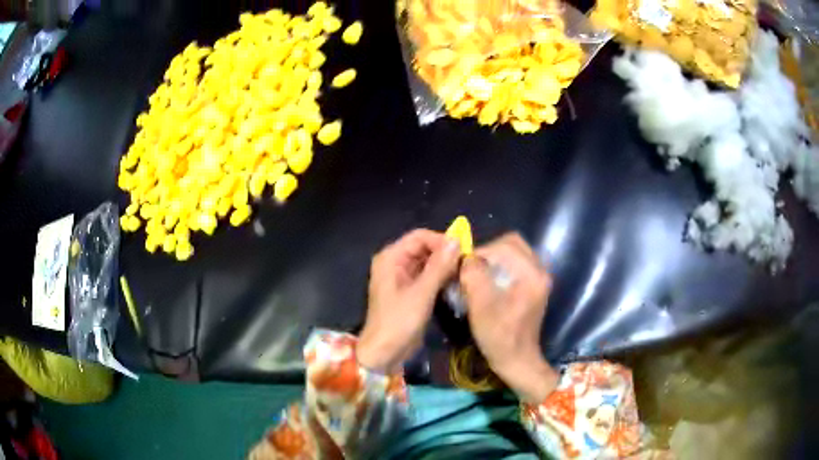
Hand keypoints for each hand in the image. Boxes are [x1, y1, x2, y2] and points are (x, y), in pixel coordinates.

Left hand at [358, 229, 460, 372]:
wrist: (384, 353)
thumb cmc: (398, 322)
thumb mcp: (421, 293)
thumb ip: (439, 266)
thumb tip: (457, 240)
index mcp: (391, 258)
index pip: (420, 237)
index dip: (442, 241)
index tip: (463, 252)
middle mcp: (395, 263)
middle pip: (424, 248)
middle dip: (445, 254)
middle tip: (467, 265)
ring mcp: (402, 278)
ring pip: (428, 262)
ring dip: (445, 266)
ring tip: (464, 274)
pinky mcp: (410, 291)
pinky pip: (427, 276)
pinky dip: (440, 278)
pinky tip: (455, 284)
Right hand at [460, 233, 558, 402]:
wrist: (517, 360)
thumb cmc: (499, 336)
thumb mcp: (481, 306)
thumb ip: (473, 276)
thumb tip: (467, 258)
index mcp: (532, 274)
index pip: (504, 246)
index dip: (480, 252)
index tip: (463, 266)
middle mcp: (540, 270)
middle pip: (512, 243)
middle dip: (488, 251)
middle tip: (471, 267)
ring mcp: (538, 278)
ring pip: (514, 252)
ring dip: (494, 258)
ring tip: (478, 273)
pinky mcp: (534, 285)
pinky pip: (516, 263)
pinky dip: (500, 266)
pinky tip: (489, 281)